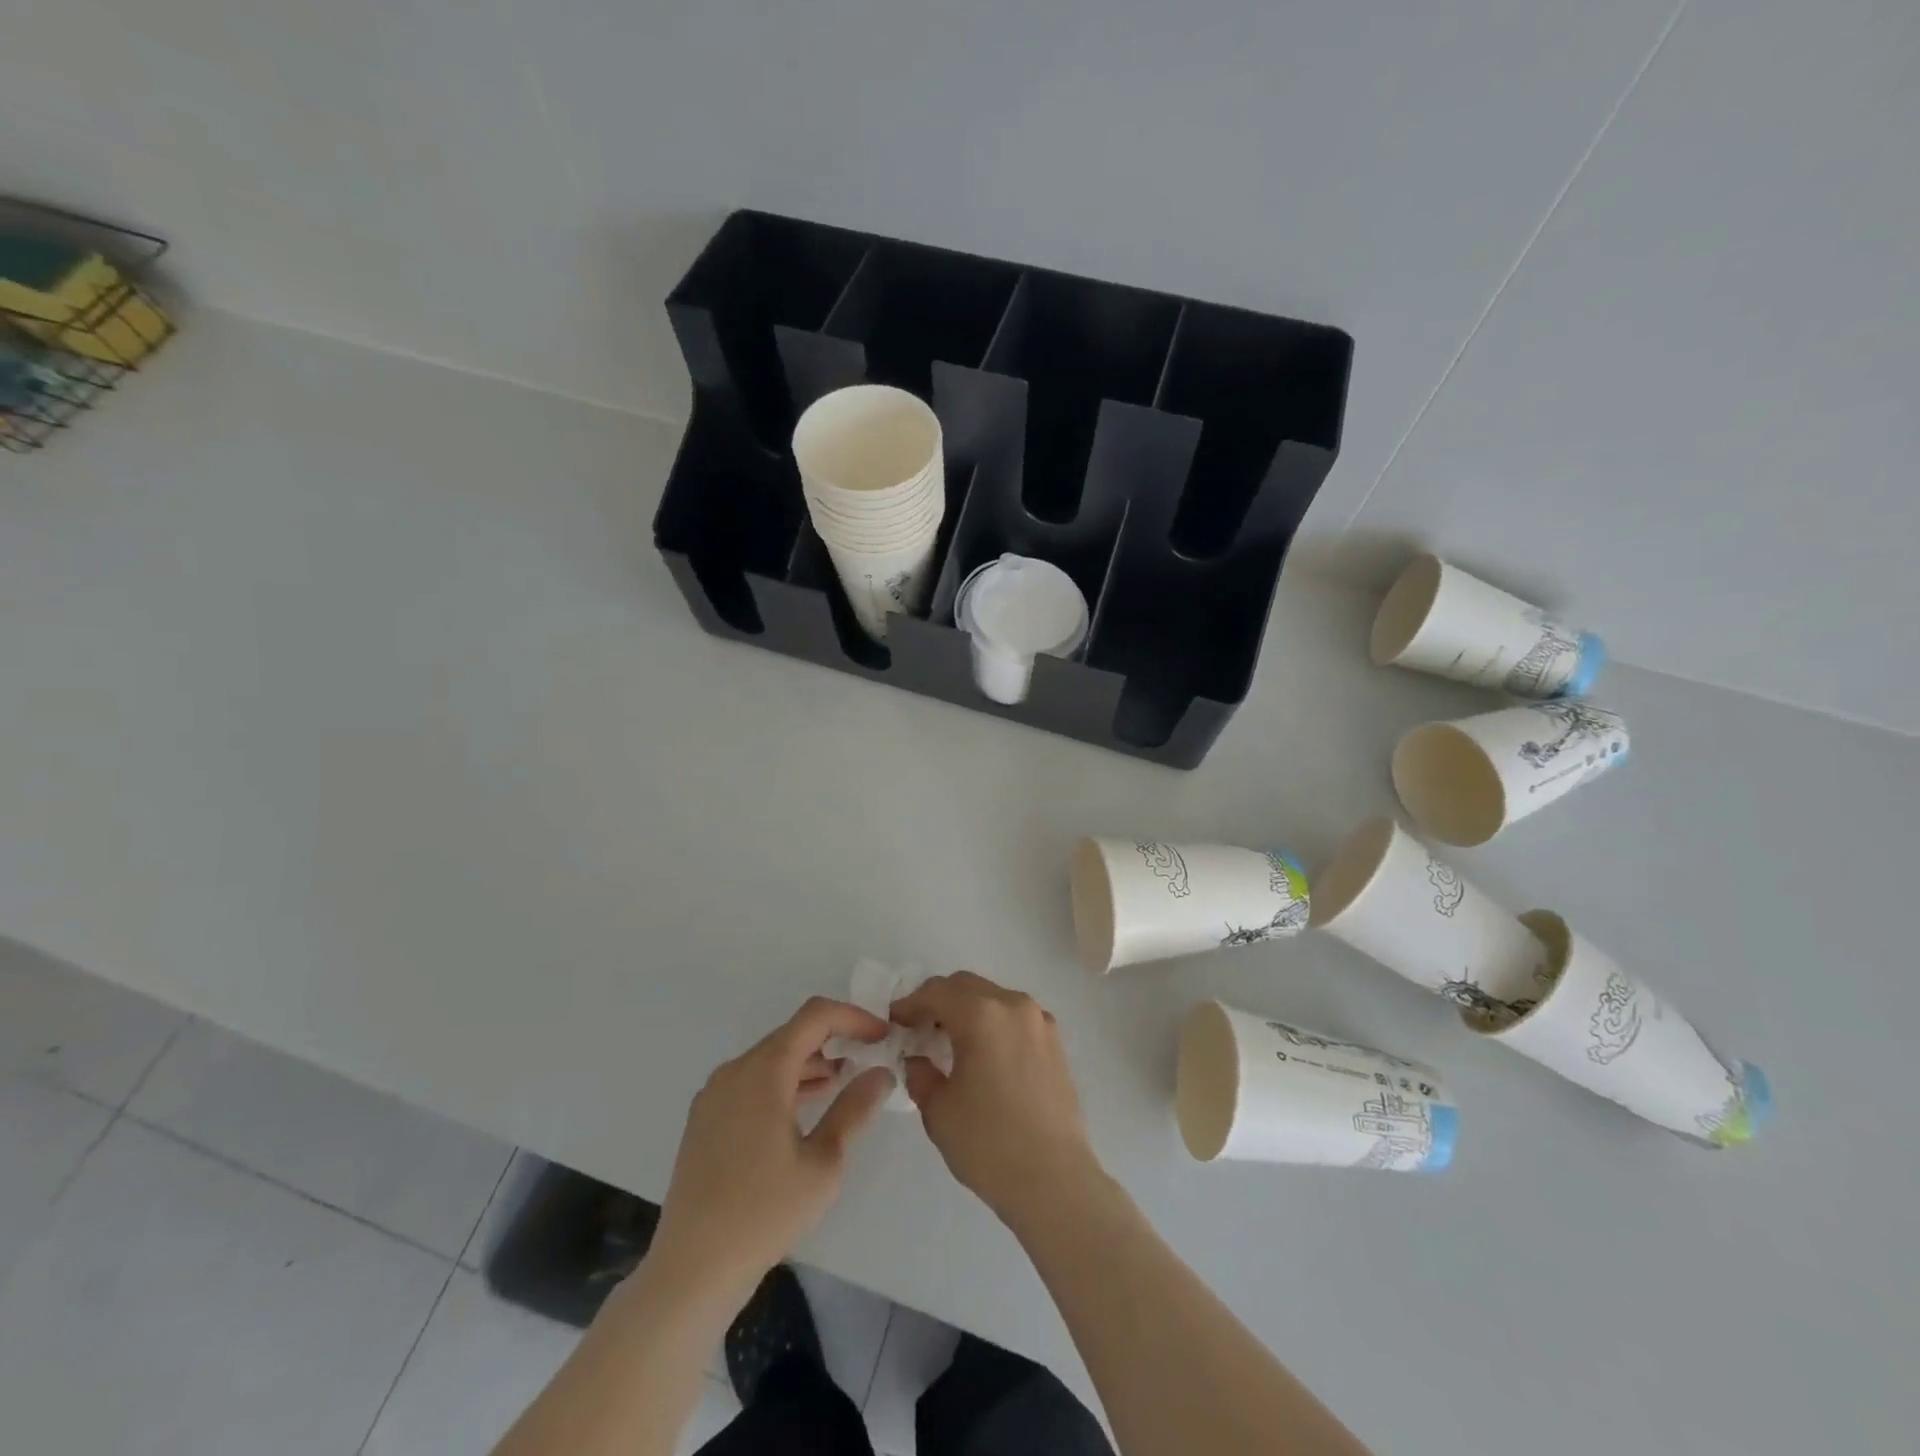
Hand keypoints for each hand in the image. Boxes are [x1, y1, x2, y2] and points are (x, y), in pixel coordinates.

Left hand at [650, 998, 895, 1308]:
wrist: (692, 1269)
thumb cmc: (765, 1212)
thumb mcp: (824, 1162)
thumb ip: (854, 1109)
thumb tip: (881, 1073)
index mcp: (764, 1070)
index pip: (815, 1016)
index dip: (853, 1017)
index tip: (882, 1035)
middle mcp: (735, 1070)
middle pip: (792, 1034)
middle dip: (834, 1039)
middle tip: (868, 1058)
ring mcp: (715, 1094)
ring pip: (771, 1059)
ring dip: (810, 1063)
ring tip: (844, 1083)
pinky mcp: (705, 1119)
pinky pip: (752, 1082)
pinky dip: (784, 1083)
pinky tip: (805, 1108)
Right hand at [890, 972, 1098, 1228]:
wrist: (1055, 1181)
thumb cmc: (989, 1144)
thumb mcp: (938, 1110)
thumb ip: (921, 1074)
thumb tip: (919, 1058)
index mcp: (982, 1014)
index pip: (936, 992)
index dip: (910, 1004)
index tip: (894, 1022)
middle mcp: (1013, 1005)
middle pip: (966, 986)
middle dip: (938, 1001)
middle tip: (918, 1029)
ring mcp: (1039, 1021)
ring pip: (993, 998)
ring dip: (967, 1009)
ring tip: (949, 1042)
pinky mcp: (1055, 1041)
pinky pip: (1014, 1017)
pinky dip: (992, 1022)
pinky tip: (983, 1055)